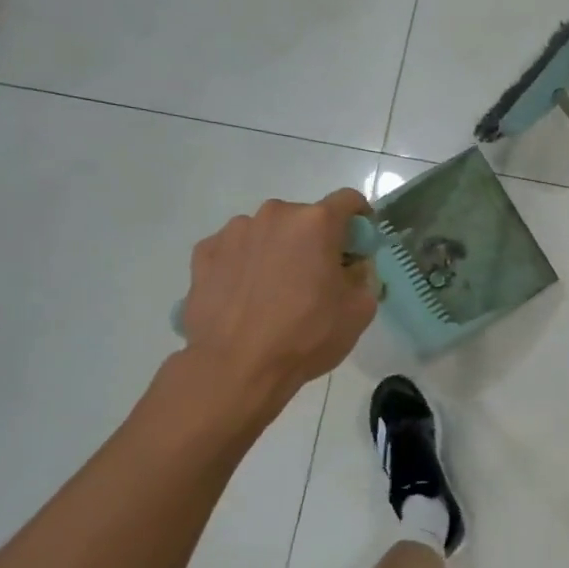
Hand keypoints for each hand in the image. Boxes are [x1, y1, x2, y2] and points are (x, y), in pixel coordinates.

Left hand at [178, 189, 377, 408]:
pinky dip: (245, 264)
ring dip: (278, 250)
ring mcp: (234, 232)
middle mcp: (274, 215)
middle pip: (305, 218)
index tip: (359, 243)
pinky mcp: (204, 253)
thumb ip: (364, 276)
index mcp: (316, 223)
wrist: (236, 367)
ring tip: (275, 290)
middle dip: (315, 240)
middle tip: (317, 277)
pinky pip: (235, 250)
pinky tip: (246, 296)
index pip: (349, 201)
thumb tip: (352, 266)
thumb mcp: (360, 310)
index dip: (360, 218)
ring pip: (268, 232)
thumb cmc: (306, 335)